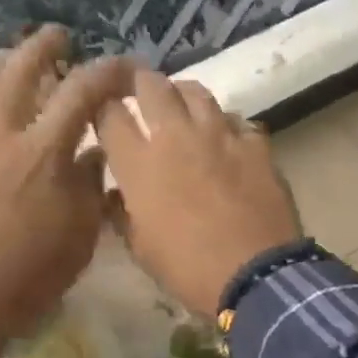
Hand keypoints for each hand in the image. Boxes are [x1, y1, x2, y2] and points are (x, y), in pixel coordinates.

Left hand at [0, 28, 131, 353]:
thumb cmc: (31, 272)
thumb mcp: (81, 233)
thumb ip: (90, 186)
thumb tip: (95, 154)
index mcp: (44, 151)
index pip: (81, 94)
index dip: (106, 72)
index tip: (124, 65)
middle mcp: (1, 136)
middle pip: (19, 73)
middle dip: (42, 48)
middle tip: (57, 36)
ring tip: (9, 64)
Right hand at [96, 71, 301, 319]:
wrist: (256, 274)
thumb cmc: (189, 268)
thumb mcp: (142, 249)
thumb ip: (123, 213)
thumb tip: (114, 195)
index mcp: (140, 163)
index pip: (108, 114)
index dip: (101, 109)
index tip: (103, 113)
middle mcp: (177, 136)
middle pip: (152, 85)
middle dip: (139, 83)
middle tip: (139, 92)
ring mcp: (220, 135)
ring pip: (197, 92)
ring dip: (183, 95)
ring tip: (181, 106)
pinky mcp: (256, 144)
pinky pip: (236, 120)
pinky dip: (225, 124)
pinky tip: (226, 139)